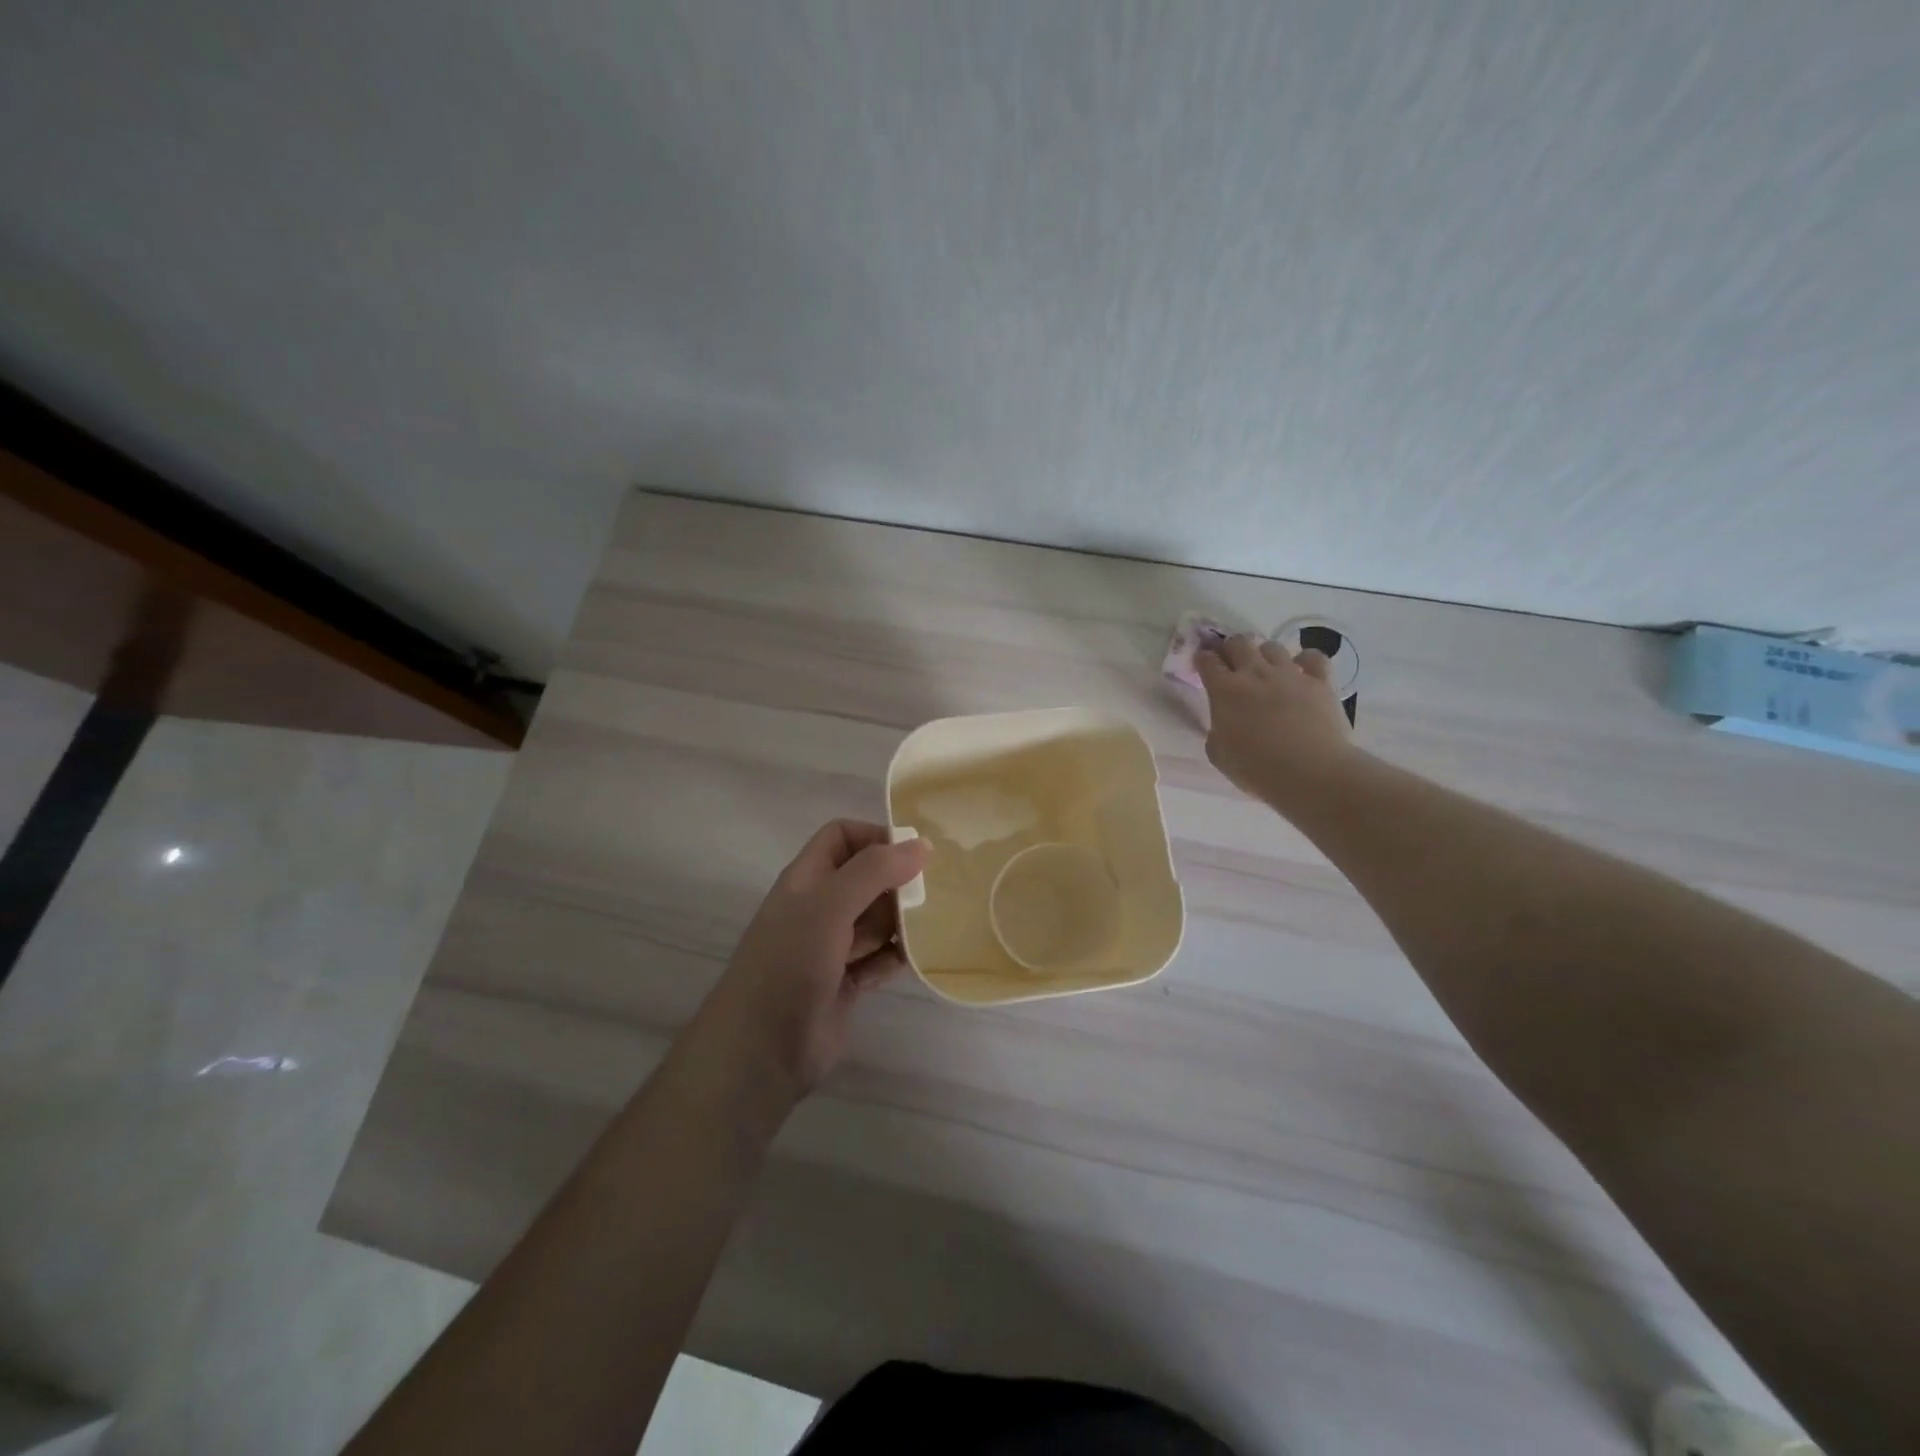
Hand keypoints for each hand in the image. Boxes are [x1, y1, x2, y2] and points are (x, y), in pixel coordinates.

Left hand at [698, 820, 928, 1101]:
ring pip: (877, 920)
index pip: (843, 836)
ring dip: (902, 922)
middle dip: (898, 882)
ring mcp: (832, 947)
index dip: (876, 836)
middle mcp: (819, 907)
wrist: (761, 1050)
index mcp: (807, 879)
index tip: (914, 853)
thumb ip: (874, 871)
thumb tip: (921, 844)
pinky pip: (879, 959)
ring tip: (931, 927)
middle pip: (866, 878)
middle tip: (932, 895)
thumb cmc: (790, 963)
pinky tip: (909, 963)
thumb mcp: (829, 905)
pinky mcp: (846, 983)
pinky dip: (894, 959)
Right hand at [1197, 634, 1353, 801]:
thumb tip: (1225, 723)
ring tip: (1267, 672)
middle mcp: (1254, 673)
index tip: (1203, 664)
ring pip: (1272, 646)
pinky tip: (1303, 673)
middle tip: (1232, 665)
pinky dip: (1306, 661)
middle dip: (1231, 649)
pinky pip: (1312, 657)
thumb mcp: (1218, 754)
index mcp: (1224, 690)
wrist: (1310, 773)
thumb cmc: (1256, 769)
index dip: (1203, 659)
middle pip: (1238, 642)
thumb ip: (1217, 730)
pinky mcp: (1320, 681)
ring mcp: (1290, 673)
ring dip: (1265, 655)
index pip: (1207, 660)